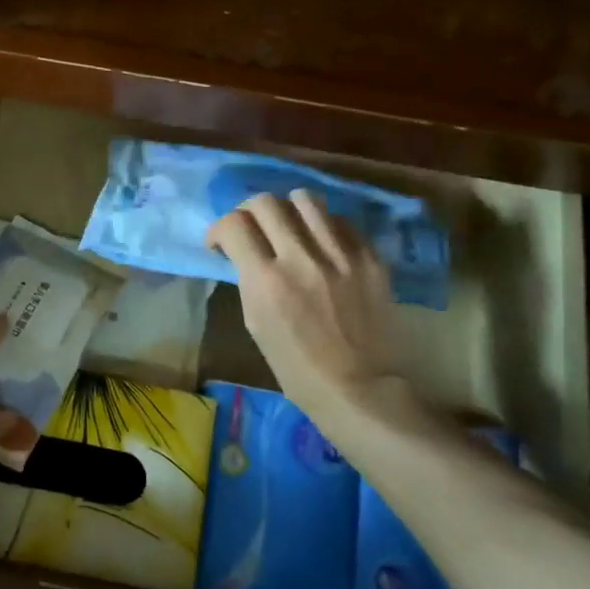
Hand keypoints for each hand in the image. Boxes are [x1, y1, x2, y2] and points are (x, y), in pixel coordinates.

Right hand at [206, 190, 404, 429]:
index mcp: (266, 281)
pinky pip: (340, 221)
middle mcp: (302, 258)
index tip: (220, 243)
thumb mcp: (256, 323)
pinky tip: (322, 245)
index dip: (219, 228)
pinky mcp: (370, 258)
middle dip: (248, 212)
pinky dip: (323, 227)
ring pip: (305, 199)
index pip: (233, 224)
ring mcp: (341, 255)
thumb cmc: (296, 367)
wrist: (359, 388)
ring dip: (288, 209)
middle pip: (266, 202)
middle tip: (251, 230)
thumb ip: (249, 279)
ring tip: (289, 228)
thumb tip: (244, 252)